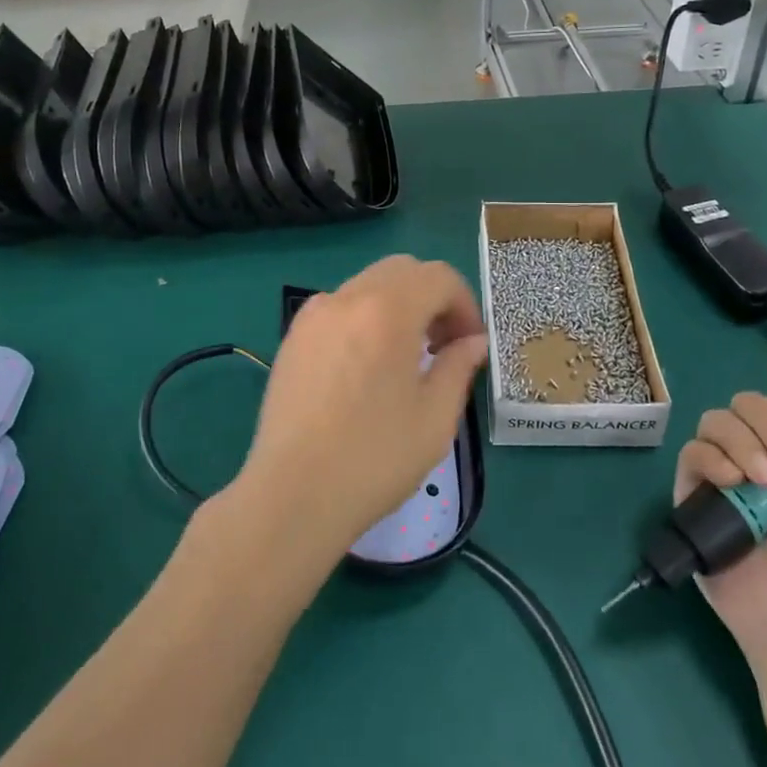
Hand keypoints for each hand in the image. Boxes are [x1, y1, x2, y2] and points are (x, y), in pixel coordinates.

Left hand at [236, 256, 489, 561]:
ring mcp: (314, 315)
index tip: (470, 344)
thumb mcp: (435, 417)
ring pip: (369, 284)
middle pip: (403, 270)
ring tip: (407, 356)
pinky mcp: (293, 337)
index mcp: (388, 310)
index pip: (439, 277)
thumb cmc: (374, 458)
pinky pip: (340, 306)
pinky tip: (368, 365)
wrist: (293, 496)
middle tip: (444, 344)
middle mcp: (347, 298)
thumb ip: (459, 366)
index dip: (465, 305)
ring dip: (399, 304)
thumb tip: (473, 342)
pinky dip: (366, 317)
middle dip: (432, 297)